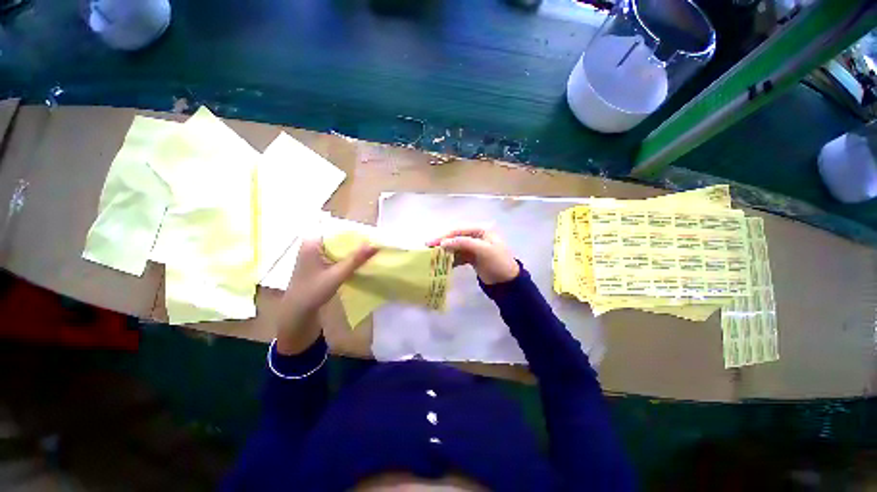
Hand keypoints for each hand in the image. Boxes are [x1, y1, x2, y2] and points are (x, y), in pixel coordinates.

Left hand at [277, 237, 376, 353]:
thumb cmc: (313, 291)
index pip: (337, 230)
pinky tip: (358, 260)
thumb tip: (375, 245)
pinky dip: (347, 256)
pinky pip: (336, 253)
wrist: (297, 312)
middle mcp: (312, 243)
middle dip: (356, 241)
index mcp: (312, 242)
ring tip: (370, 251)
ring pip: (338, 246)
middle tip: (374, 244)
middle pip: (339, 237)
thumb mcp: (337, 275)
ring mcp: (314, 252)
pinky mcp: (318, 261)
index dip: (355, 232)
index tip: (372, 236)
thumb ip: (356, 259)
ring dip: (352, 250)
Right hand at [427, 228, 519, 284]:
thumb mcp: (483, 250)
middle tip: (428, 249)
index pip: (459, 231)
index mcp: (481, 231)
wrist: (507, 282)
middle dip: (443, 243)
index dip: (444, 236)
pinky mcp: (472, 258)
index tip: (431, 242)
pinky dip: (451, 260)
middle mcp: (476, 237)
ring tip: (433, 257)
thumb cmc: (498, 262)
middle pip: (455, 238)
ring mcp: (473, 248)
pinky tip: (443, 264)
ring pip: (456, 247)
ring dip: (445, 252)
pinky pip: (458, 256)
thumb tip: (444, 242)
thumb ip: (464, 243)